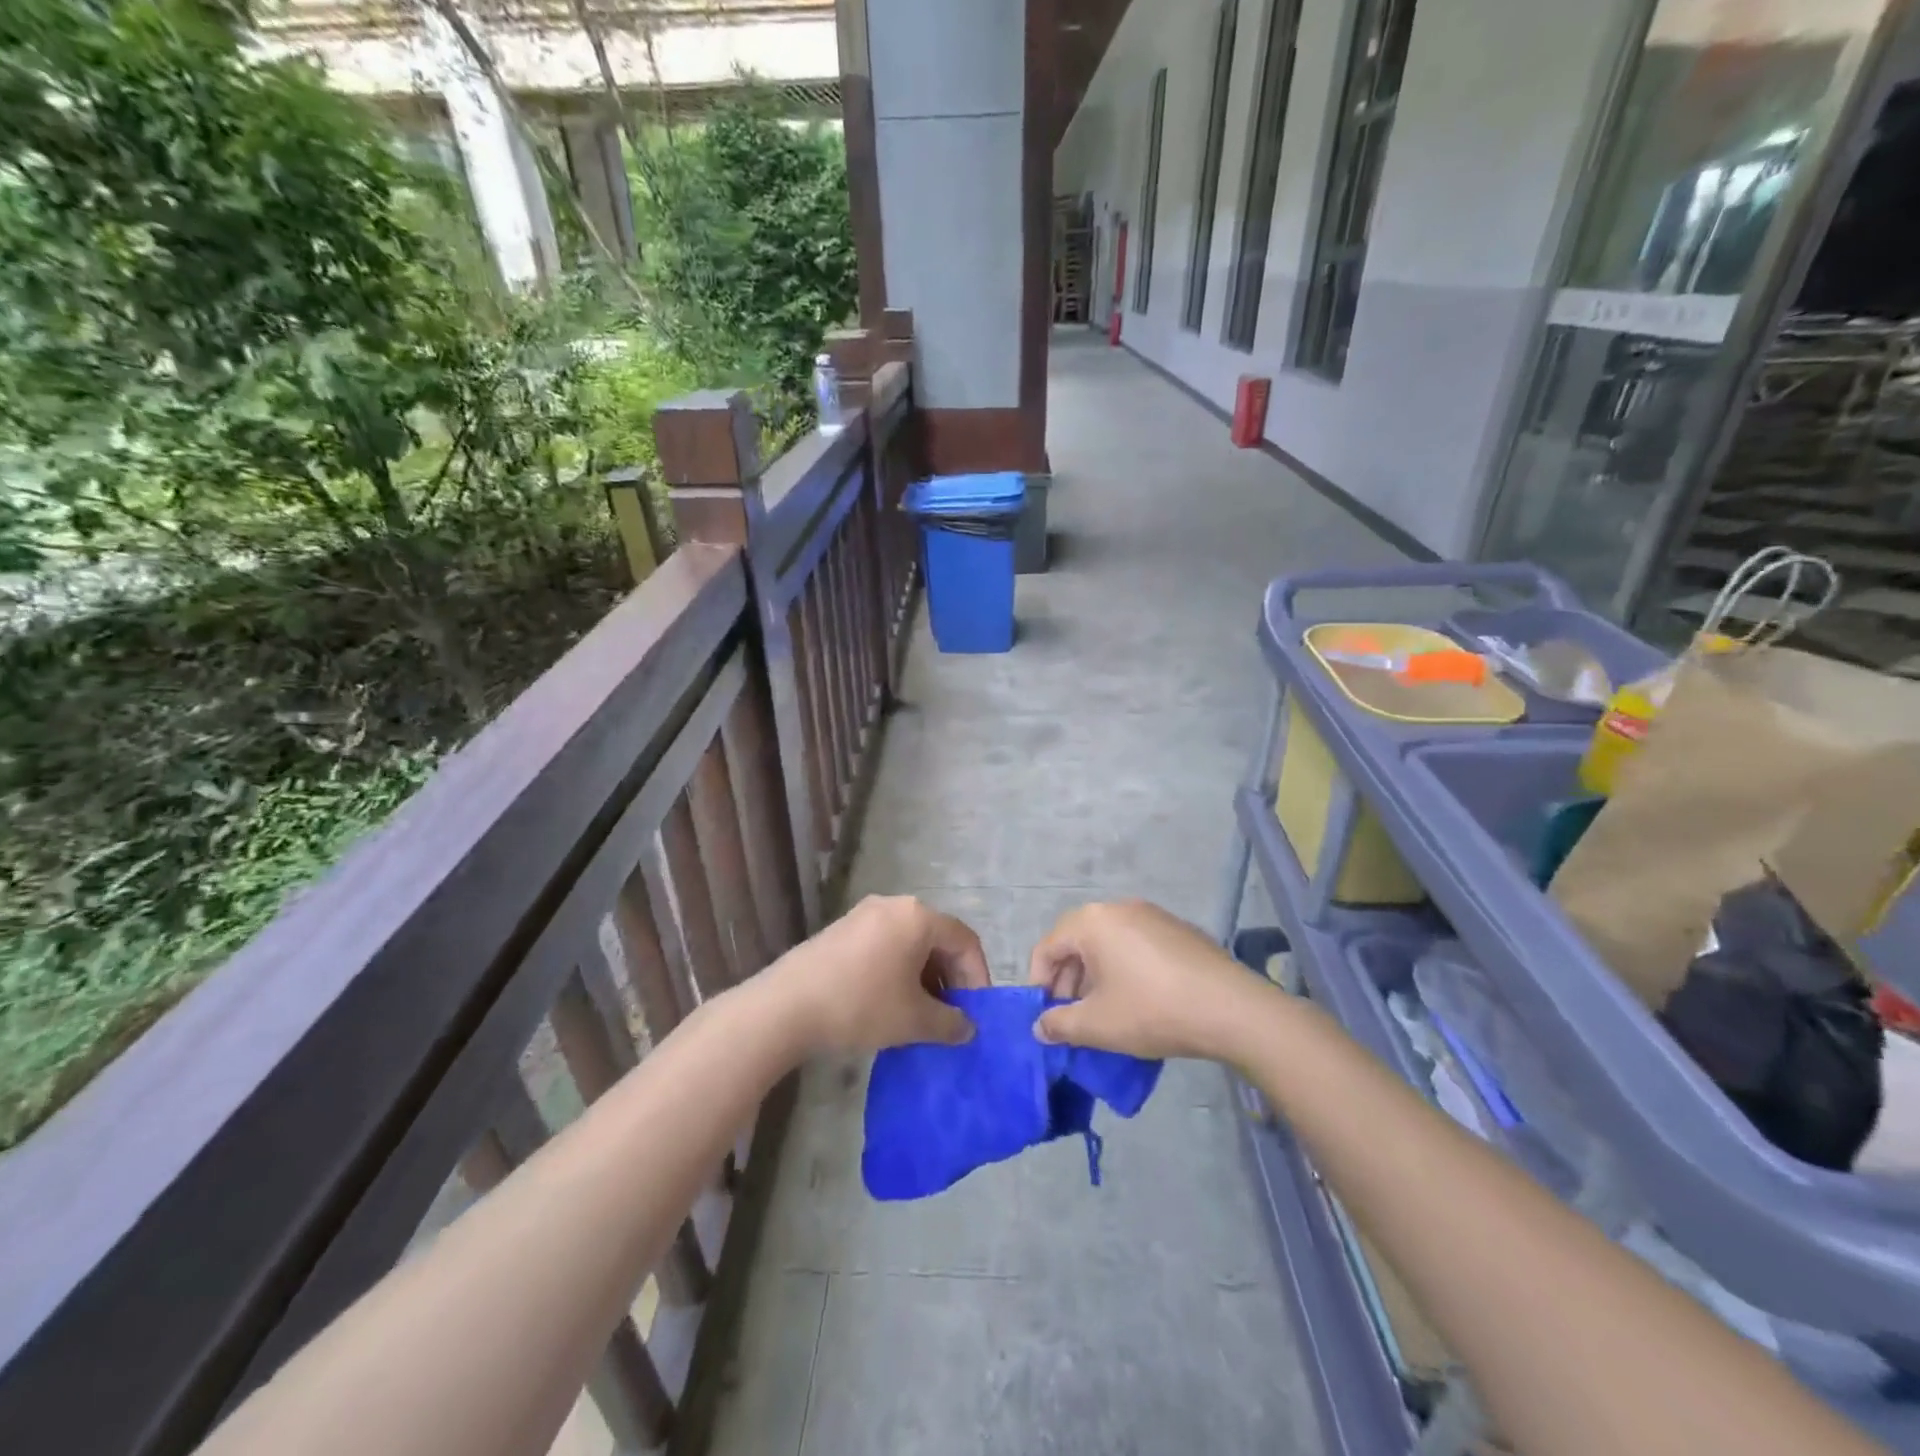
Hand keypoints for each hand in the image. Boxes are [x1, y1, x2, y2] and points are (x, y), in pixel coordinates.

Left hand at [769, 895, 989, 1053]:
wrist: (786, 1006)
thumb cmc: (861, 1005)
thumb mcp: (913, 1020)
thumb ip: (950, 1023)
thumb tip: (967, 1027)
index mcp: (918, 917)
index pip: (965, 940)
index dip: (977, 976)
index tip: (975, 1012)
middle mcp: (894, 905)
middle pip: (937, 938)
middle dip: (949, 977)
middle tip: (950, 1014)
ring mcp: (863, 914)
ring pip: (909, 942)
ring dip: (923, 976)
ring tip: (920, 1014)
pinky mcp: (841, 929)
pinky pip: (884, 945)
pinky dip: (897, 970)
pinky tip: (889, 1002)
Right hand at [1027, 900, 1262, 1059]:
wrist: (1231, 1009)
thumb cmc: (1152, 1010)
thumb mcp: (1098, 1025)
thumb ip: (1060, 1024)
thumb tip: (1040, 1026)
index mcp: (1091, 922)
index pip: (1047, 947)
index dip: (1039, 984)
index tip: (1046, 1016)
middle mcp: (1118, 908)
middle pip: (1076, 941)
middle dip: (1068, 981)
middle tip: (1073, 1017)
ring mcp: (1151, 915)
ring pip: (1107, 943)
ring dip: (1096, 976)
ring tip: (1105, 1012)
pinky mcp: (1177, 929)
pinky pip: (1135, 945)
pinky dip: (1125, 968)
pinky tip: (1140, 1001)